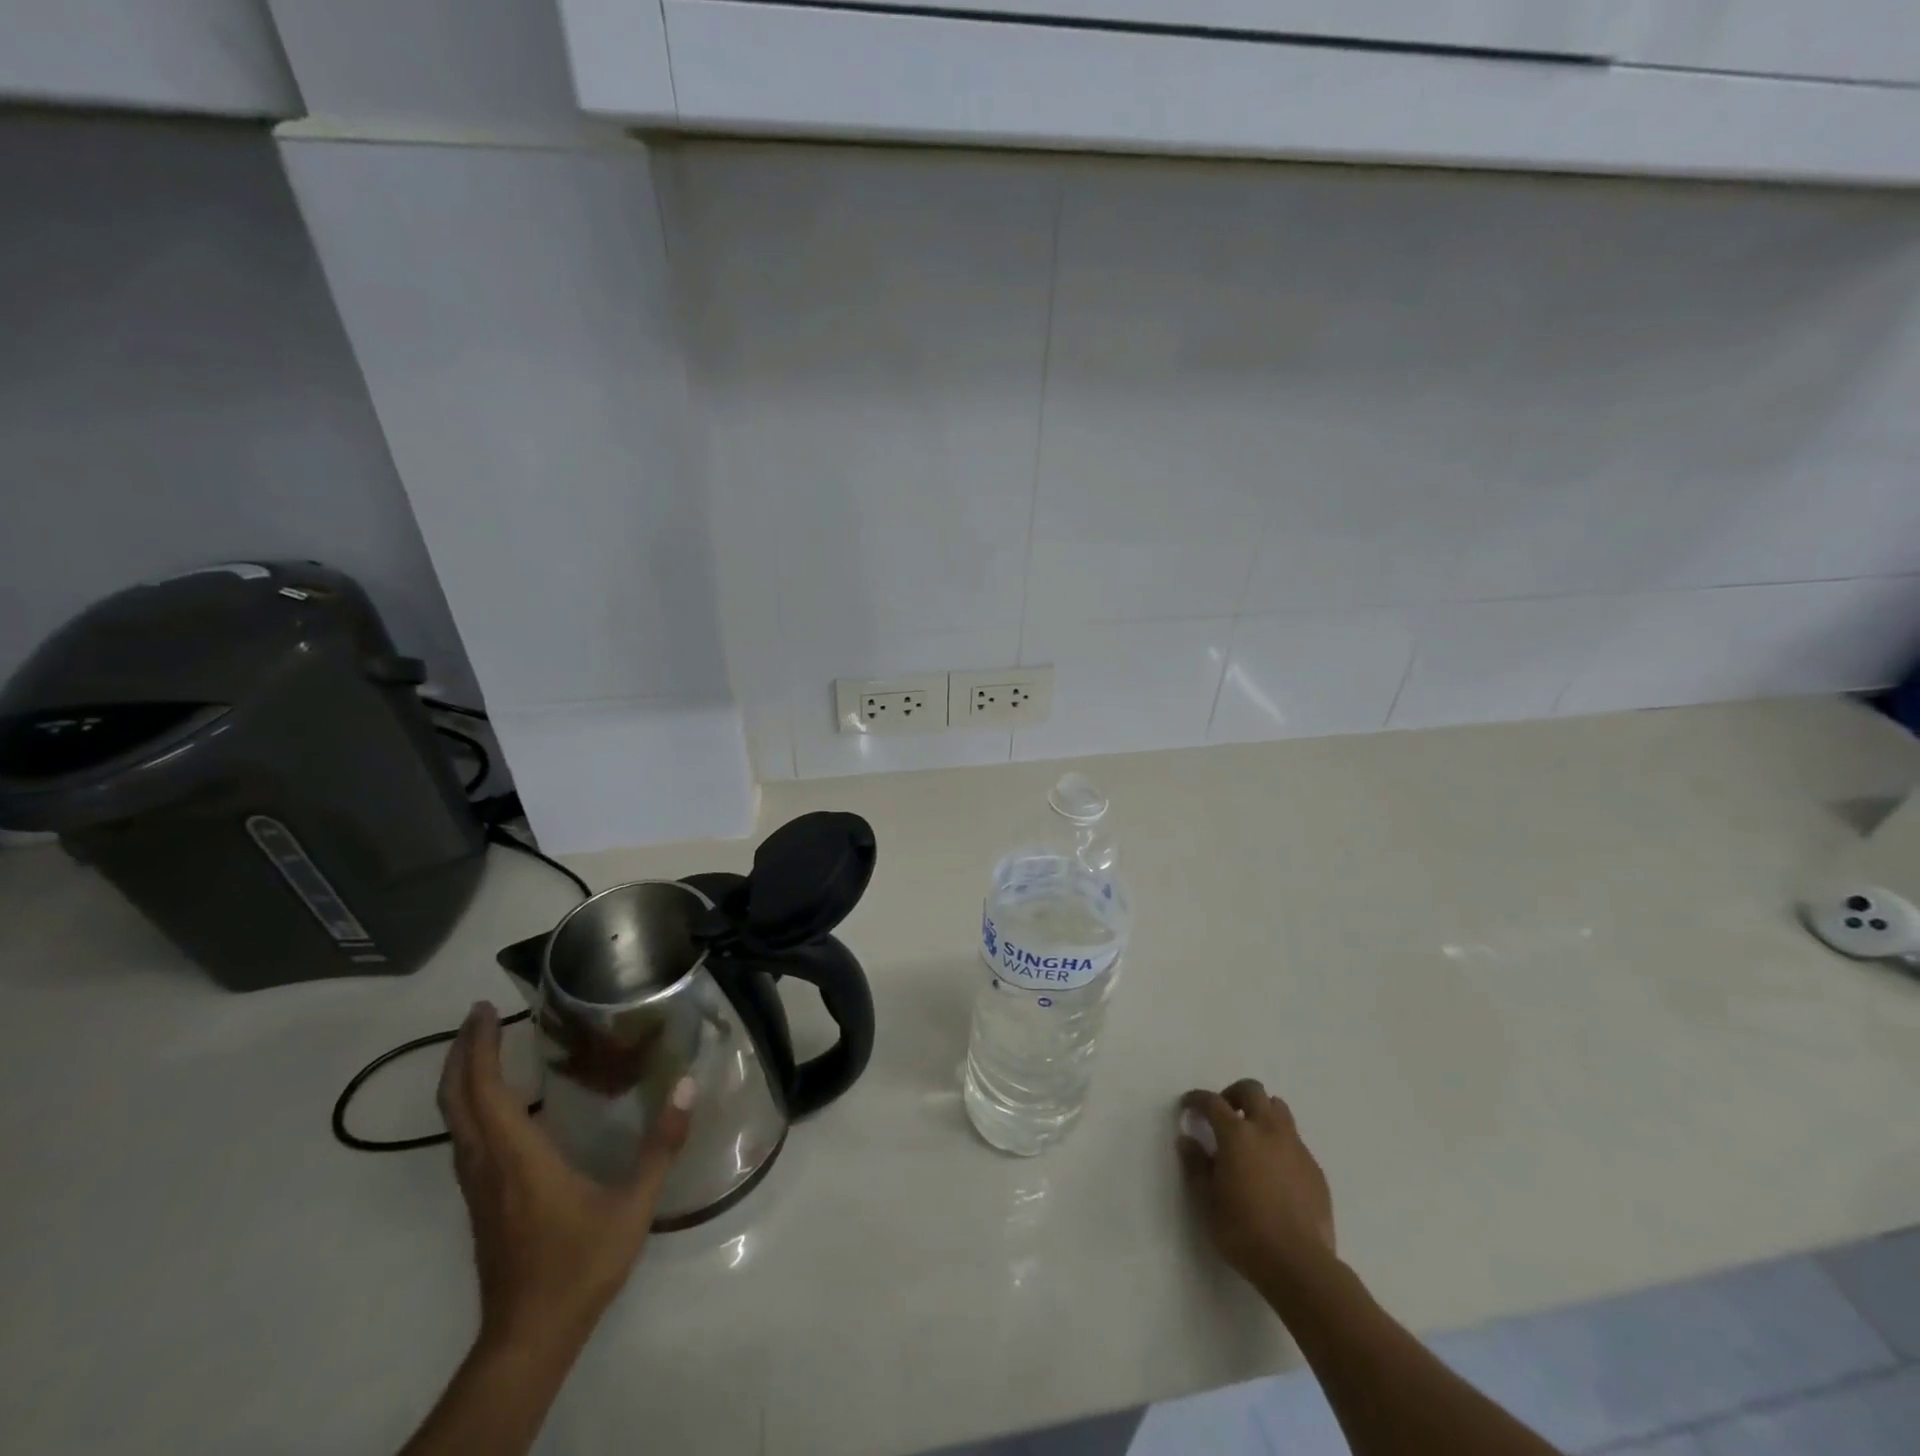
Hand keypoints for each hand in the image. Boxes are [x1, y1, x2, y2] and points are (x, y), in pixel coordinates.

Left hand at [437, 1002, 693, 1353]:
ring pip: (455, 1122)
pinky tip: (502, 1102)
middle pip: (456, 1101)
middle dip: (462, 1054)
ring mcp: (478, 1187)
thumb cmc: (579, 1266)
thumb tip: (686, 1084)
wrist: (527, 1339)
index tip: (483, 1011)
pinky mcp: (480, 1202)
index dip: (479, 1049)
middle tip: (479, 1016)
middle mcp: (487, 1166)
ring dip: (462, 1079)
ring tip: (486, 1048)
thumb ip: (661, 1145)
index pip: (484, 1092)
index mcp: (517, 1158)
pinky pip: (465, 1139)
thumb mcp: (633, 1206)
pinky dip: (472, 1106)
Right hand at [1178, 1079, 1337, 1304]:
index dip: (1197, 1099)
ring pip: (1279, 1109)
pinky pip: (1295, 1140)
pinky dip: (1280, 1142)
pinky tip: (1274, 1169)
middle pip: (1252, 1090)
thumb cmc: (1244, 1232)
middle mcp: (1267, 1130)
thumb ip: (1196, 1165)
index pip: (1212, 1102)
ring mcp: (1295, 1147)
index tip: (1188, 1106)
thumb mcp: (1207, 1201)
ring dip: (1261, 1112)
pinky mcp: (1314, 1168)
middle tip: (1224, 1114)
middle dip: (1234, 1094)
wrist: (1300, 1265)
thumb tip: (1187, 1139)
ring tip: (1252, 1136)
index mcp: (1237, 1135)